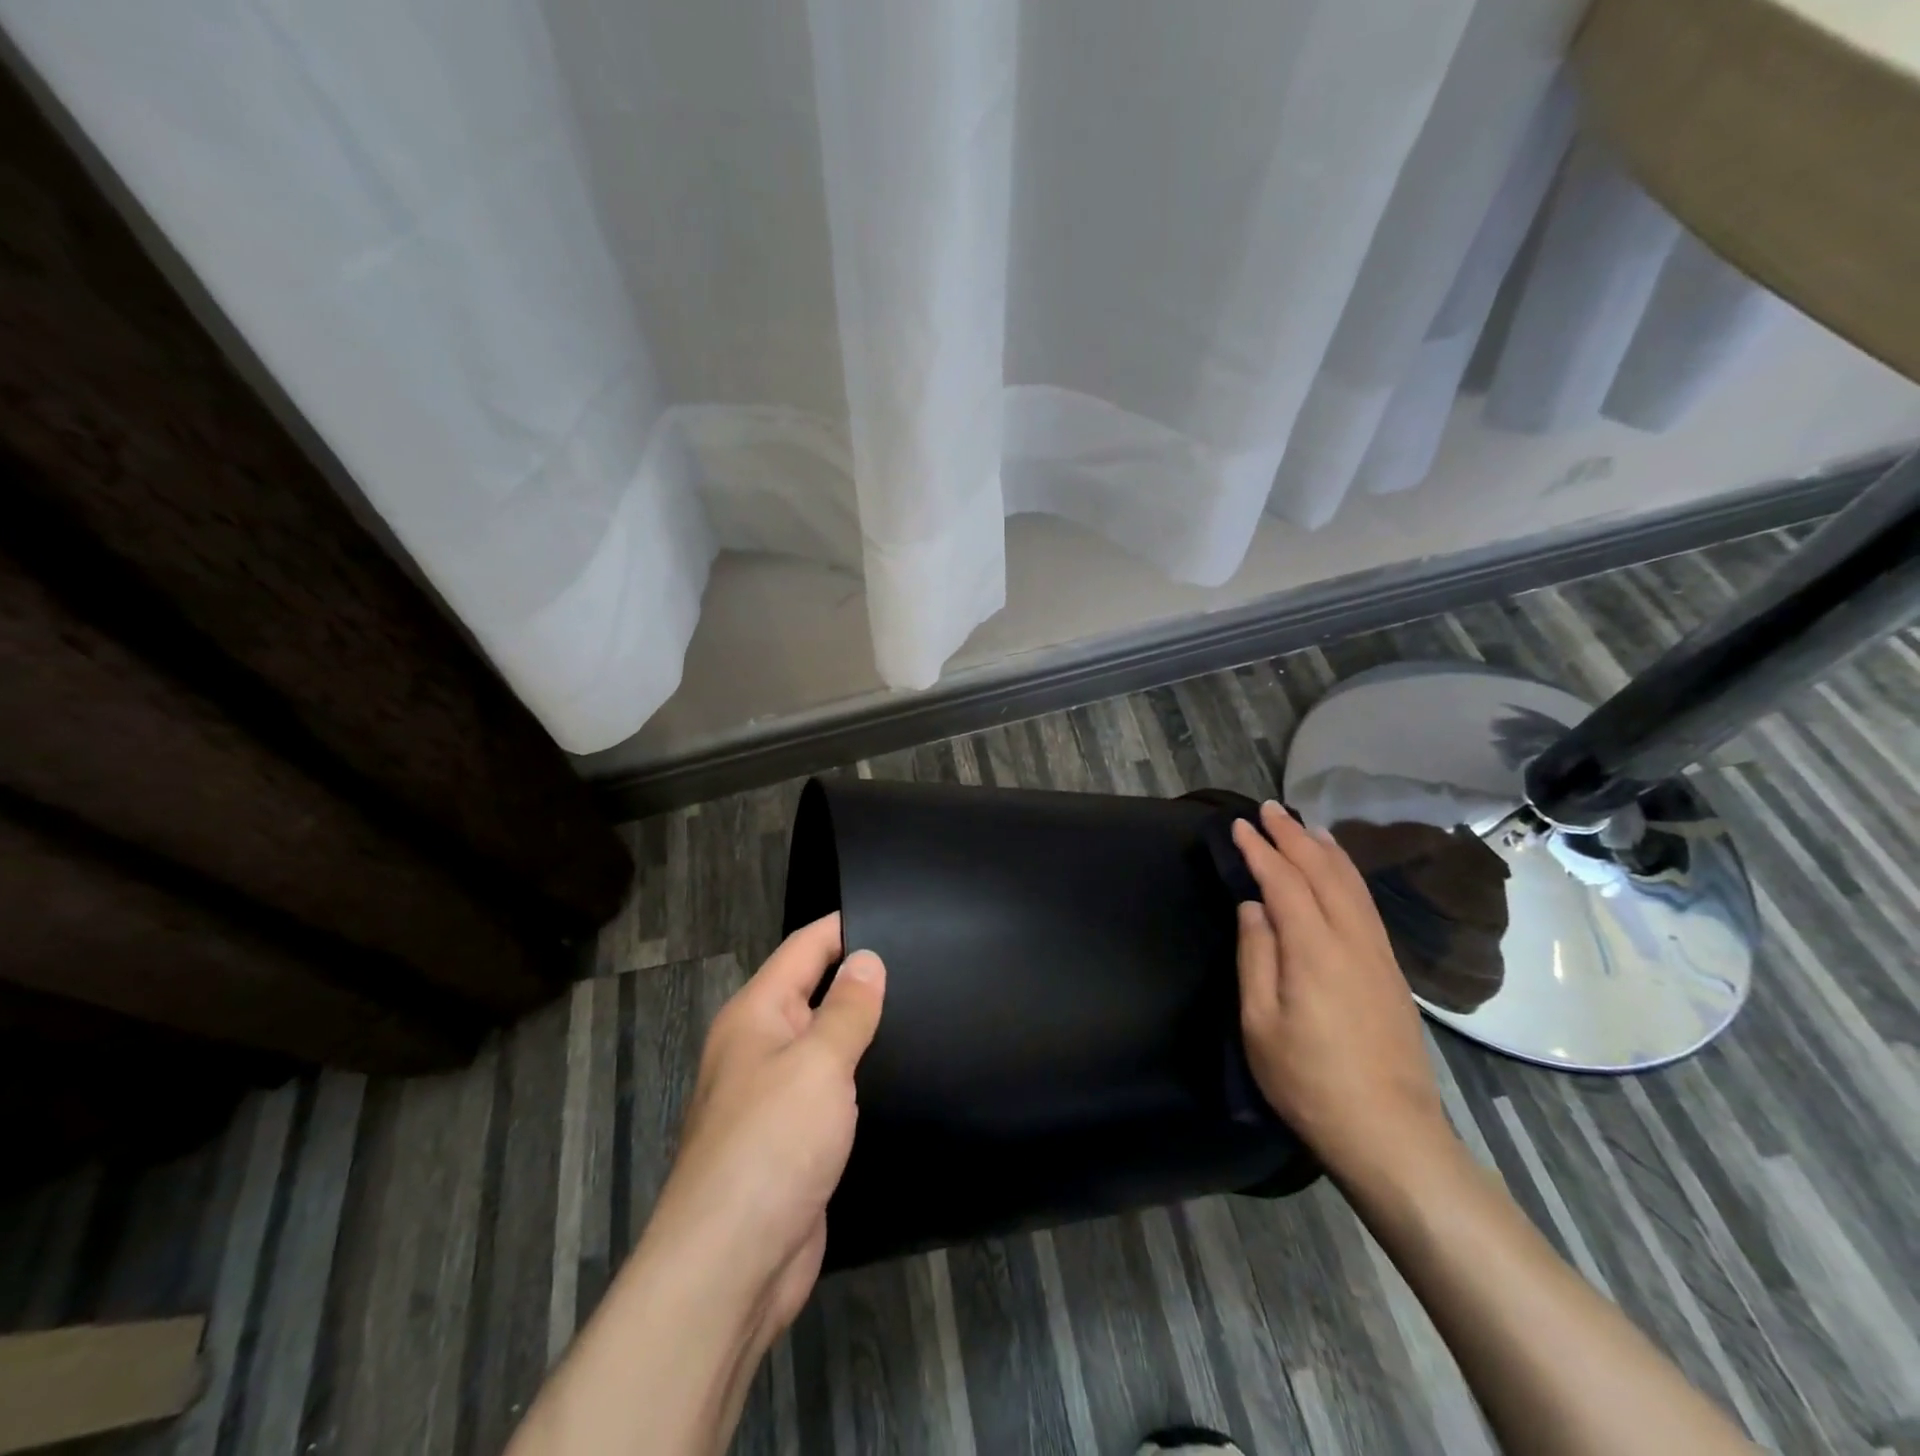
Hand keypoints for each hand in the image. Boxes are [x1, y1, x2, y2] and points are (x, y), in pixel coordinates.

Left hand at [643, 912, 884, 1349]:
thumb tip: (867, 957)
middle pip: (815, 991)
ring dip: (863, 1030)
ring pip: (825, 1043)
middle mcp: (761, 1047)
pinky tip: (901, 1075)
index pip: (805, 947)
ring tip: (924, 1010)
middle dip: (861, 976)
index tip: (898, 916)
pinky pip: (831, 1090)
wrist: (731, 1267)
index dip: (846, 926)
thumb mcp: (817, 1063)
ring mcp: (775, 1096)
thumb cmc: (771, 1145)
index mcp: (756, 1014)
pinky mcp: (793, 1140)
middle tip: (925, 963)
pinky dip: (860, 1077)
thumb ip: (847, 1008)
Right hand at [1232, 802, 1450, 1180]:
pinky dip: (1349, 876)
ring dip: (1325, 850)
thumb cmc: (1309, 1081)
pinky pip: (1367, 905)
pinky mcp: (1392, 971)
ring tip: (1305, 826)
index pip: (1285, 883)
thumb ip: (1256, 956)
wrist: (1390, 1132)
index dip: (1260, 851)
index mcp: (1314, 950)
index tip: (1239, 826)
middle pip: (1323, 873)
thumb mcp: (1261, 1023)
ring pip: (1352, 885)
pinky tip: (1340, 872)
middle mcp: (1352, 940)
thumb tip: (1253, 907)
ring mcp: (1378, 954)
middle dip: (1293, 837)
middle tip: (1269, 810)